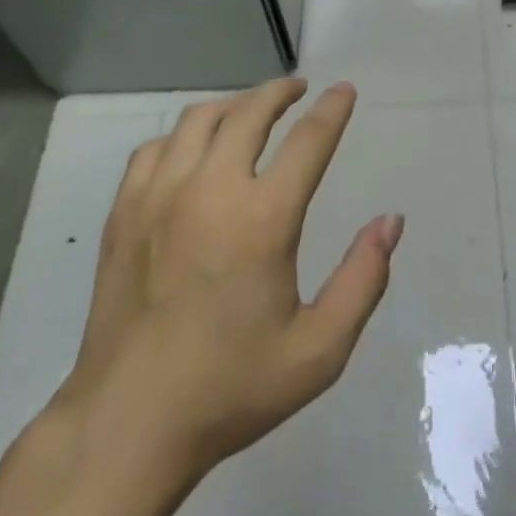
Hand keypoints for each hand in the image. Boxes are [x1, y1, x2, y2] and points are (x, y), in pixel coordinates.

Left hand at [54, 78, 403, 475]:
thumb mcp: (318, 351)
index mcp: (263, 218)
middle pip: (250, 111)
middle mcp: (211, 189)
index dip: (332, 109)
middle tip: (298, 89)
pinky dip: (183, 135)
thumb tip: (391, 221)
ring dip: (233, 106)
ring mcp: (160, 196)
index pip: (308, 140)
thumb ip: (363, 280)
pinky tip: (193, 150)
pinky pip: (156, 148)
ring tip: (250, 111)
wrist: (128, 425)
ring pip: (199, 119)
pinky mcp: (125, 211)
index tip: (344, 90)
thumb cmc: (231, 389)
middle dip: (280, 91)